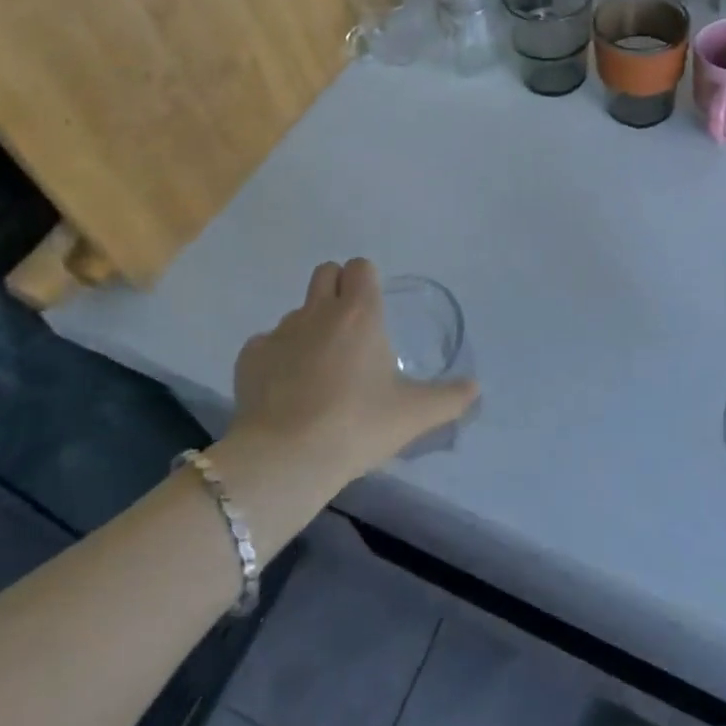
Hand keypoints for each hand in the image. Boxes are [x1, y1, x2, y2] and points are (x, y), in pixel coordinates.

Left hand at [230, 259, 478, 485]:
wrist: (286, 458)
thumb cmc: (357, 425)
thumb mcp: (413, 415)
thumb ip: (449, 398)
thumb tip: (476, 388)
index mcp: (359, 312)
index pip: (361, 267)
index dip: (367, 281)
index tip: (374, 310)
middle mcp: (318, 311)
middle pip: (325, 272)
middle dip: (336, 289)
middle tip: (349, 329)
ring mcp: (279, 332)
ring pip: (297, 312)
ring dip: (309, 328)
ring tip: (318, 371)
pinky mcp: (249, 358)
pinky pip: (266, 344)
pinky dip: (277, 358)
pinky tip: (285, 390)